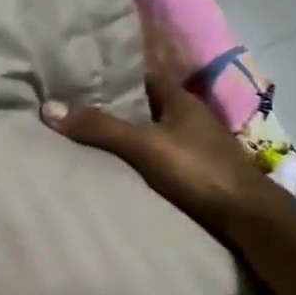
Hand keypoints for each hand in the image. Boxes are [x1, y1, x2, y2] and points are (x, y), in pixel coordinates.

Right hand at [41, 76, 280, 232]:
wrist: (246, 215)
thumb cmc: (197, 171)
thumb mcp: (143, 146)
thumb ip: (100, 128)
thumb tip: (49, 108)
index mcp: (182, 100)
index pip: (146, 78)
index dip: (117, 80)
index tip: (85, 84)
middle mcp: (193, 118)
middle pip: (150, 107)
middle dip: (120, 110)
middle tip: (81, 115)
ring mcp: (200, 147)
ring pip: (158, 134)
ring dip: (133, 138)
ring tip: (94, 144)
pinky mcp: (201, 173)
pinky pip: (164, 158)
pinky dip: (144, 160)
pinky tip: (125, 171)